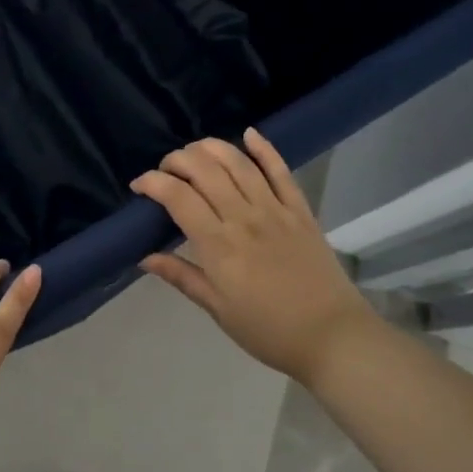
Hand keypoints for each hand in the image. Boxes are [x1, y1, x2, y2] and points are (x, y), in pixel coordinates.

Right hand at [131, 129, 378, 379]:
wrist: (333, 337)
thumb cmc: (268, 330)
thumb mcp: (217, 309)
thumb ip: (181, 276)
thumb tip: (145, 256)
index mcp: (219, 245)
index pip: (178, 197)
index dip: (153, 182)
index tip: (139, 185)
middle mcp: (244, 218)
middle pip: (205, 170)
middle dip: (177, 160)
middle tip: (165, 170)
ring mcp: (275, 210)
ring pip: (238, 163)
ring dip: (211, 148)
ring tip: (194, 150)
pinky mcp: (300, 210)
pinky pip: (281, 171)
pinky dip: (264, 149)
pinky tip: (248, 134)